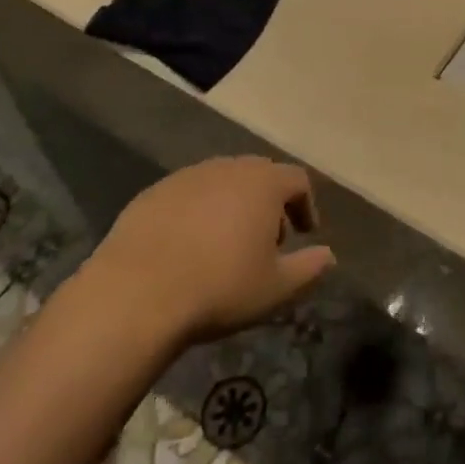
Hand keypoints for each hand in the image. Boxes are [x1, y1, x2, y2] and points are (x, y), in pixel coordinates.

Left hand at [88, 157, 334, 345]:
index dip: (305, 205)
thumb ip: (309, 268)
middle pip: (259, 175)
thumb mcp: (276, 288)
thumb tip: (329, 256)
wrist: (135, 295)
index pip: (297, 180)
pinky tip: (187, 249)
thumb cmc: (219, 288)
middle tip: (267, 241)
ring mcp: (186, 177)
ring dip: (232, 207)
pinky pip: (186, 196)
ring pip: (221, 183)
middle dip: (269, 204)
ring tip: (226, 246)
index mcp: (263, 183)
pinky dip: (197, 214)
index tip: (305, 234)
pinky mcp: (152, 194)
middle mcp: (227, 168)